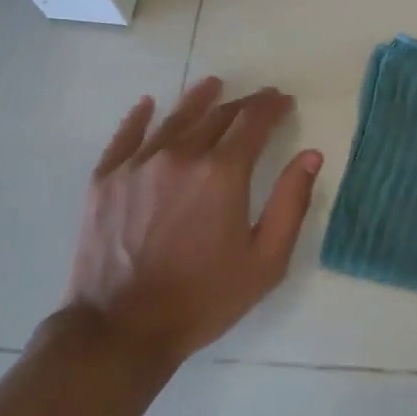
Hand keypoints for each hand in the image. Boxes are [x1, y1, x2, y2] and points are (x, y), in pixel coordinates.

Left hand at [65, 77, 321, 369]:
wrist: (121, 330)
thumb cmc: (204, 298)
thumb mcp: (266, 260)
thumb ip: (292, 202)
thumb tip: (311, 155)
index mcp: (222, 173)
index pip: (254, 122)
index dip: (272, 107)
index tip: (283, 101)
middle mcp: (180, 156)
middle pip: (217, 116)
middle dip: (243, 105)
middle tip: (258, 101)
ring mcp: (138, 164)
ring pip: (174, 119)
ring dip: (199, 99)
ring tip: (212, 85)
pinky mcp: (105, 179)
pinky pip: (126, 136)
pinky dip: (140, 117)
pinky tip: (148, 105)